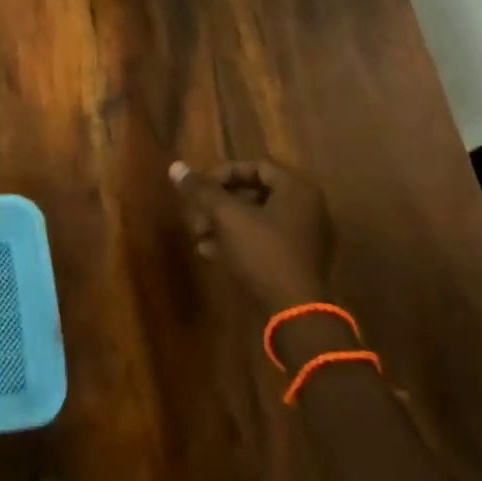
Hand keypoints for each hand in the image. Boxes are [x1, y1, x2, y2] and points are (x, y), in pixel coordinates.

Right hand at [171, 157, 334, 309]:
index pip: (256, 166)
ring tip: (197, 234)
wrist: (295, 314)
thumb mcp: (227, 217)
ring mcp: (303, 238)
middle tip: (195, 211)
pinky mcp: (295, 263)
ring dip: (223, 223)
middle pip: (254, 193)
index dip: (223, 172)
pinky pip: (263, 241)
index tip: (200, 186)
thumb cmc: (263, 254)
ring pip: (256, 219)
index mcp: (297, 190)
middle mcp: (306, 209)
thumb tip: (175, 167)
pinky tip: (209, 252)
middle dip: (219, 202)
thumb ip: (202, 191)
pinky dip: (237, 241)